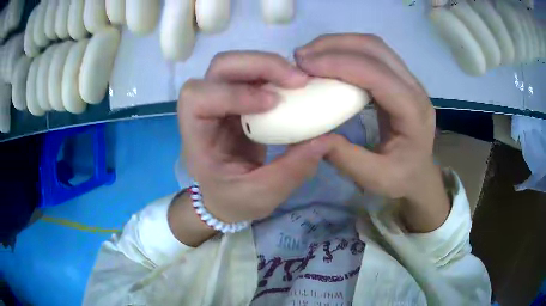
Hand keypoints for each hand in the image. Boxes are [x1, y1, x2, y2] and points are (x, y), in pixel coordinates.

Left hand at [177, 52, 335, 223]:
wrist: (226, 196)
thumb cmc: (234, 200)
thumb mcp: (262, 196)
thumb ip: (292, 170)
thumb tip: (325, 139)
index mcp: (196, 138)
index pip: (197, 99)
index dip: (232, 93)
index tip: (273, 103)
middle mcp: (203, 112)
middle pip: (218, 68)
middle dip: (257, 65)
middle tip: (296, 80)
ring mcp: (221, 100)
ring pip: (235, 64)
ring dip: (268, 65)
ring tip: (298, 80)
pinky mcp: (238, 99)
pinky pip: (253, 74)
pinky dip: (274, 73)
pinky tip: (294, 85)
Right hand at [295, 34, 449, 231]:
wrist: (420, 173)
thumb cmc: (402, 178)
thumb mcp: (375, 178)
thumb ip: (346, 158)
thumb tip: (313, 135)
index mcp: (413, 112)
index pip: (377, 74)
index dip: (340, 64)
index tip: (304, 66)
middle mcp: (415, 88)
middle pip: (376, 49)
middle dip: (335, 46)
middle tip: (302, 57)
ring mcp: (409, 79)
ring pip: (374, 46)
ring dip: (339, 43)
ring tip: (310, 54)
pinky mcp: (399, 78)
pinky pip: (373, 53)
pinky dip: (347, 50)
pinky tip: (328, 60)